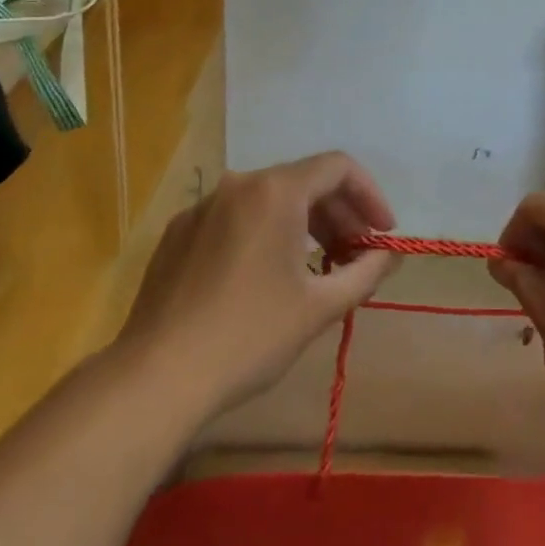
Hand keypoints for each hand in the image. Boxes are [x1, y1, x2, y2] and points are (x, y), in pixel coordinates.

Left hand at [114, 152, 398, 421]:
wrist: (155, 378)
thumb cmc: (249, 336)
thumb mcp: (319, 307)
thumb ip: (365, 272)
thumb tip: (389, 255)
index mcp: (276, 191)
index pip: (338, 168)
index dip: (370, 195)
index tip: (382, 233)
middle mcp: (238, 185)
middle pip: (303, 182)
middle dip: (339, 214)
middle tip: (357, 255)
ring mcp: (202, 207)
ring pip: (268, 200)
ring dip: (303, 226)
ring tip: (319, 268)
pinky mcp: (178, 234)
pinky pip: (235, 219)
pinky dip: (264, 235)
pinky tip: (266, 278)